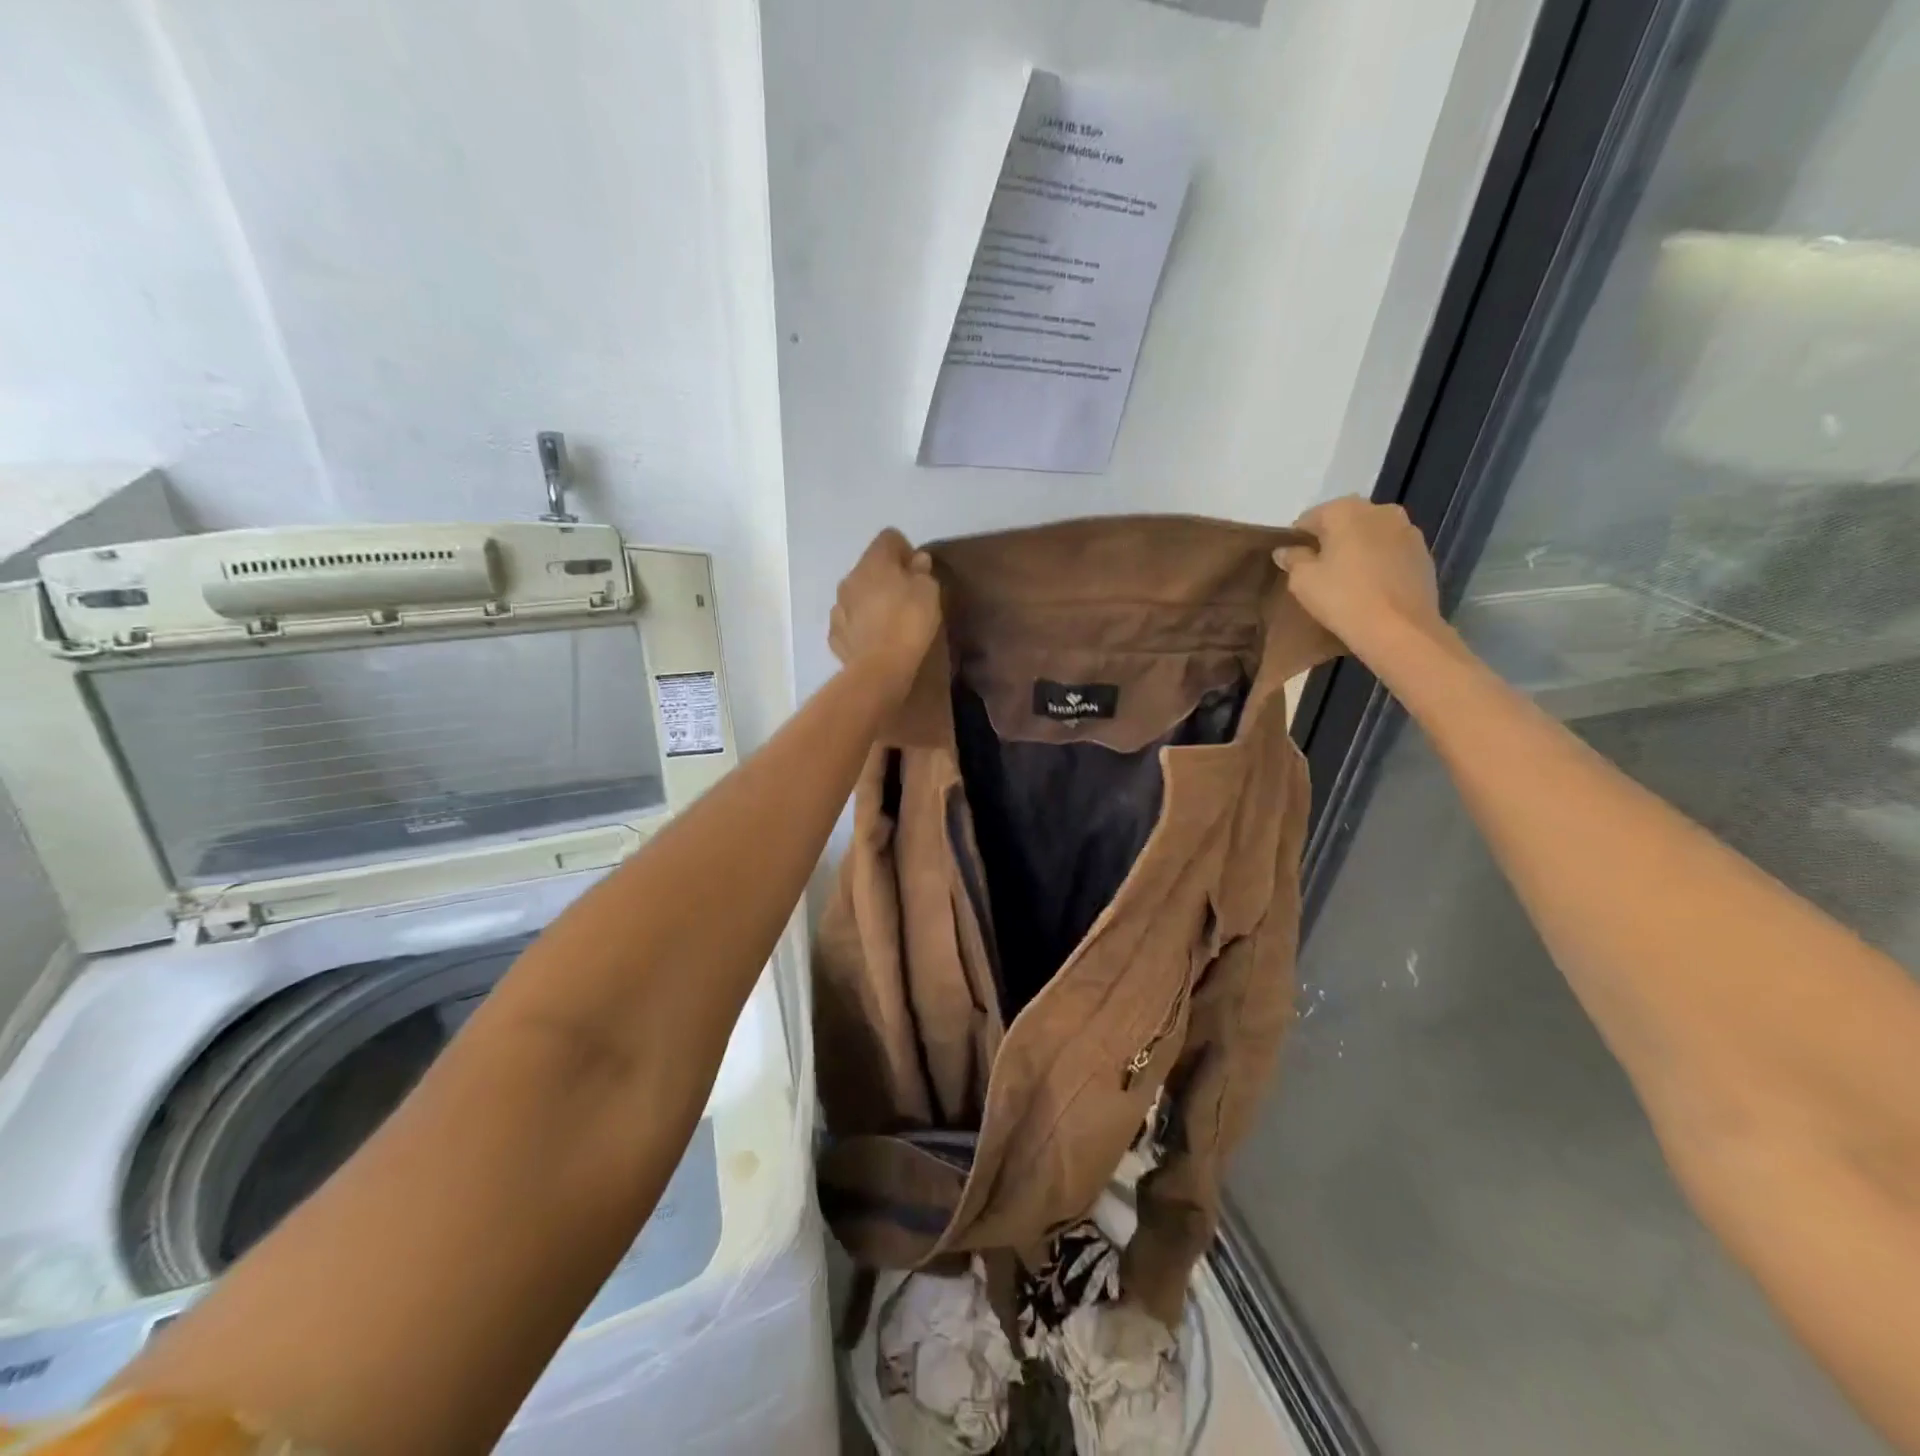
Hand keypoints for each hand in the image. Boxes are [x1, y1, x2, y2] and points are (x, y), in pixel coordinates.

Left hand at [830, 529, 942, 699]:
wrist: (880, 667)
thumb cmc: (909, 622)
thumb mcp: (929, 592)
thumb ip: (922, 572)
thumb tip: (917, 560)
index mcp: (874, 561)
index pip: (888, 538)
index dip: (905, 550)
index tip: (918, 571)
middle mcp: (850, 577)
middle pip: (870, 566)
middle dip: (886, 576)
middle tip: (907, 597)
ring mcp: (838, 607)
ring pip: (856, 594)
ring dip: (871, 601)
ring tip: (889, 621)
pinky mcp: (835, 634)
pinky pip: (849, 621)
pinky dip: (860, 626)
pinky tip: (875, 639)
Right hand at [1276, 498, 1441, 650]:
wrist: (1399, 629)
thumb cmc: (1343, 598)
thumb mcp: (1302, 581)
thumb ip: (1293, 559)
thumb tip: (1286, 550)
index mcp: (1346, 510)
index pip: (1310, 518)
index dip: (1297, 539)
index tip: (1293, 562)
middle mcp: (1380, 510)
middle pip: (1344, 521)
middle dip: (1330, 541)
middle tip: (1318, 571)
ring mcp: (1407, 530)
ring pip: (1370, 534)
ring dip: (1356, 549)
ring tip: (1347, 579)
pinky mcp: (1423, 552)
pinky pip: (1390, 551)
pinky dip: (1378, 561)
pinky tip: (1371, 586)